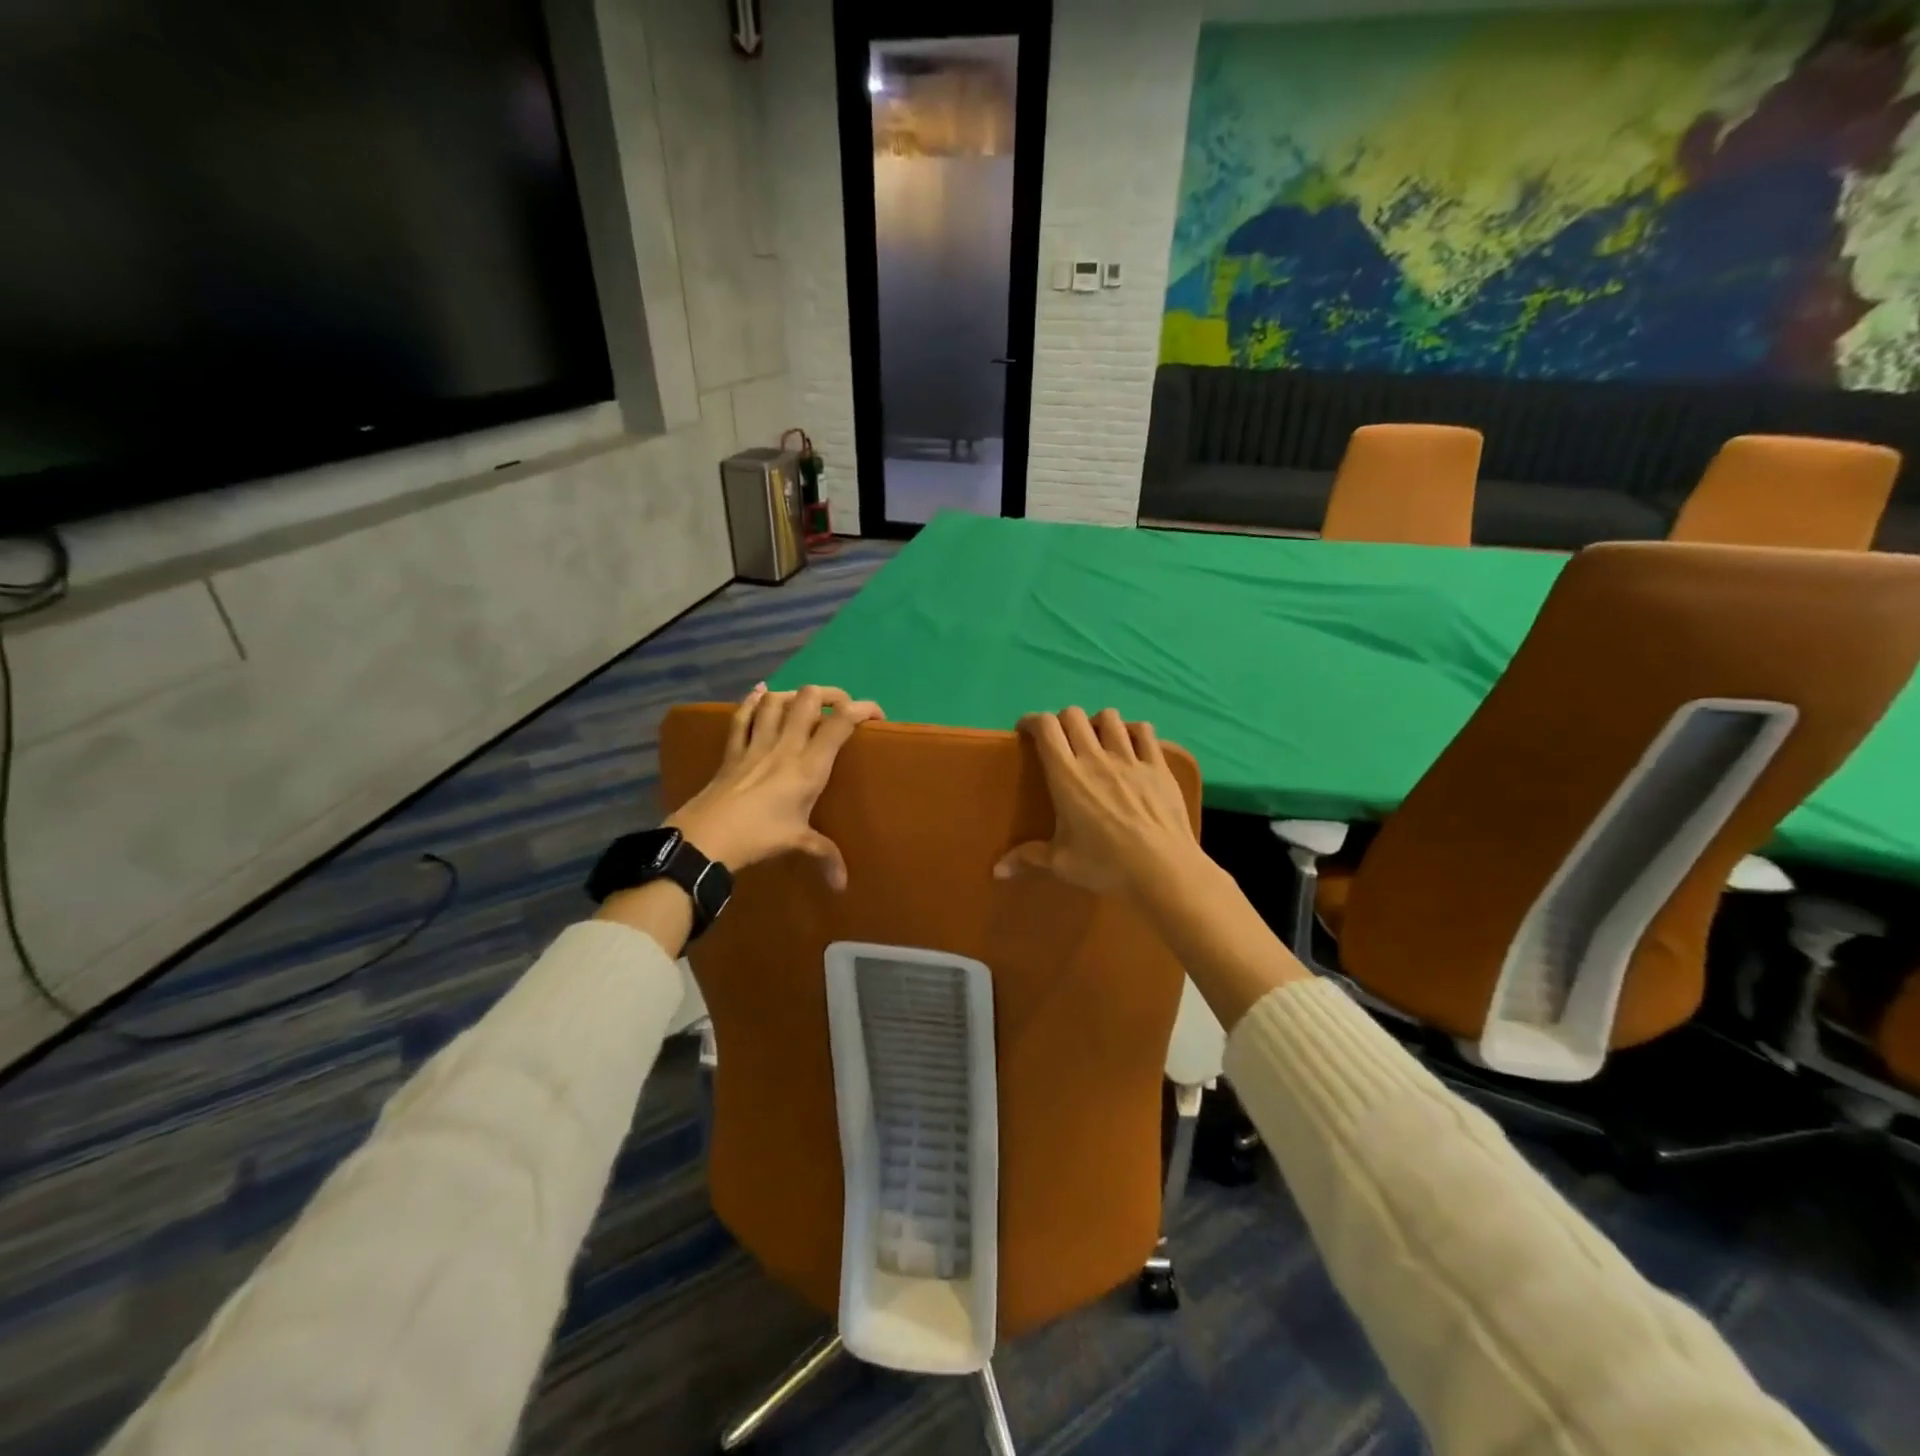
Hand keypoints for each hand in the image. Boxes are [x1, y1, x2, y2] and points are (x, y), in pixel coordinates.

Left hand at [668, 683, 883, 889]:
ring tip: (804, 701)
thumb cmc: (760, 836)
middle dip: (830, 695)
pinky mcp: (732, 750)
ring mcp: (756, 744)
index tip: (877, 715)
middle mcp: (786, 746)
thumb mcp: (798, 843)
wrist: (708, 837)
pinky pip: (742, 716)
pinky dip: (752, 700)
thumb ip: (826, 857)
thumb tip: (842, 886)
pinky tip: (760, 691)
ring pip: (776, 701)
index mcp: (809, 766)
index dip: (863, 709)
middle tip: (840, 707)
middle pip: (809, 699)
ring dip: (793, 695)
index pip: (840, 722)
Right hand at [993, 707, 1197, 898]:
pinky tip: (1131, 744)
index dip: (1032, 720)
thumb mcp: (1062, 863)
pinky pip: (1145, 732)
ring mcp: (1130, 758)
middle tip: (1060, 741)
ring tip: (1096, 740)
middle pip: (1074, 715)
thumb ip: (1028, 858)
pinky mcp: (1158, 766)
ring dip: (1097, 722)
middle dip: (1062, 720)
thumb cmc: (1106, 865)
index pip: (1046, 727)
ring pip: (1110, 717)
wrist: (1162, 869)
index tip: (1026, 731)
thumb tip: (997, 871)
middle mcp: (1095, 757)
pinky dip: (1133, 731)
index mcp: (1066, 776)